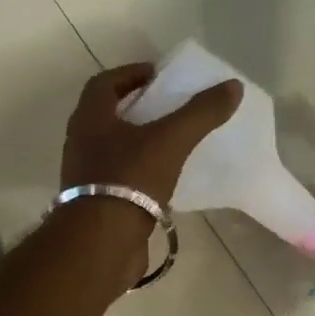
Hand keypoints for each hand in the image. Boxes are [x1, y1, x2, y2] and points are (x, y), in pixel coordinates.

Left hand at [59, 63, 242, 205]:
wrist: (102, 241)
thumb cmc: (130, 178)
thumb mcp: (171, 140)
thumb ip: (201, 112)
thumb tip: (233, 86)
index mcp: (90, 118)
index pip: (105, 83)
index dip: (132, 74)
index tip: (160, 76)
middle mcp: (81, 142)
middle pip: (108, 114)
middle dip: (137, 107)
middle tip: (169, 107)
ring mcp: (85, 174)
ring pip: (113, 146)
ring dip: (138, 140)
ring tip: (172, 141)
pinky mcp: (96, 202)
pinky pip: (119, 176)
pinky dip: (139, 170)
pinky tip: (164, 178)